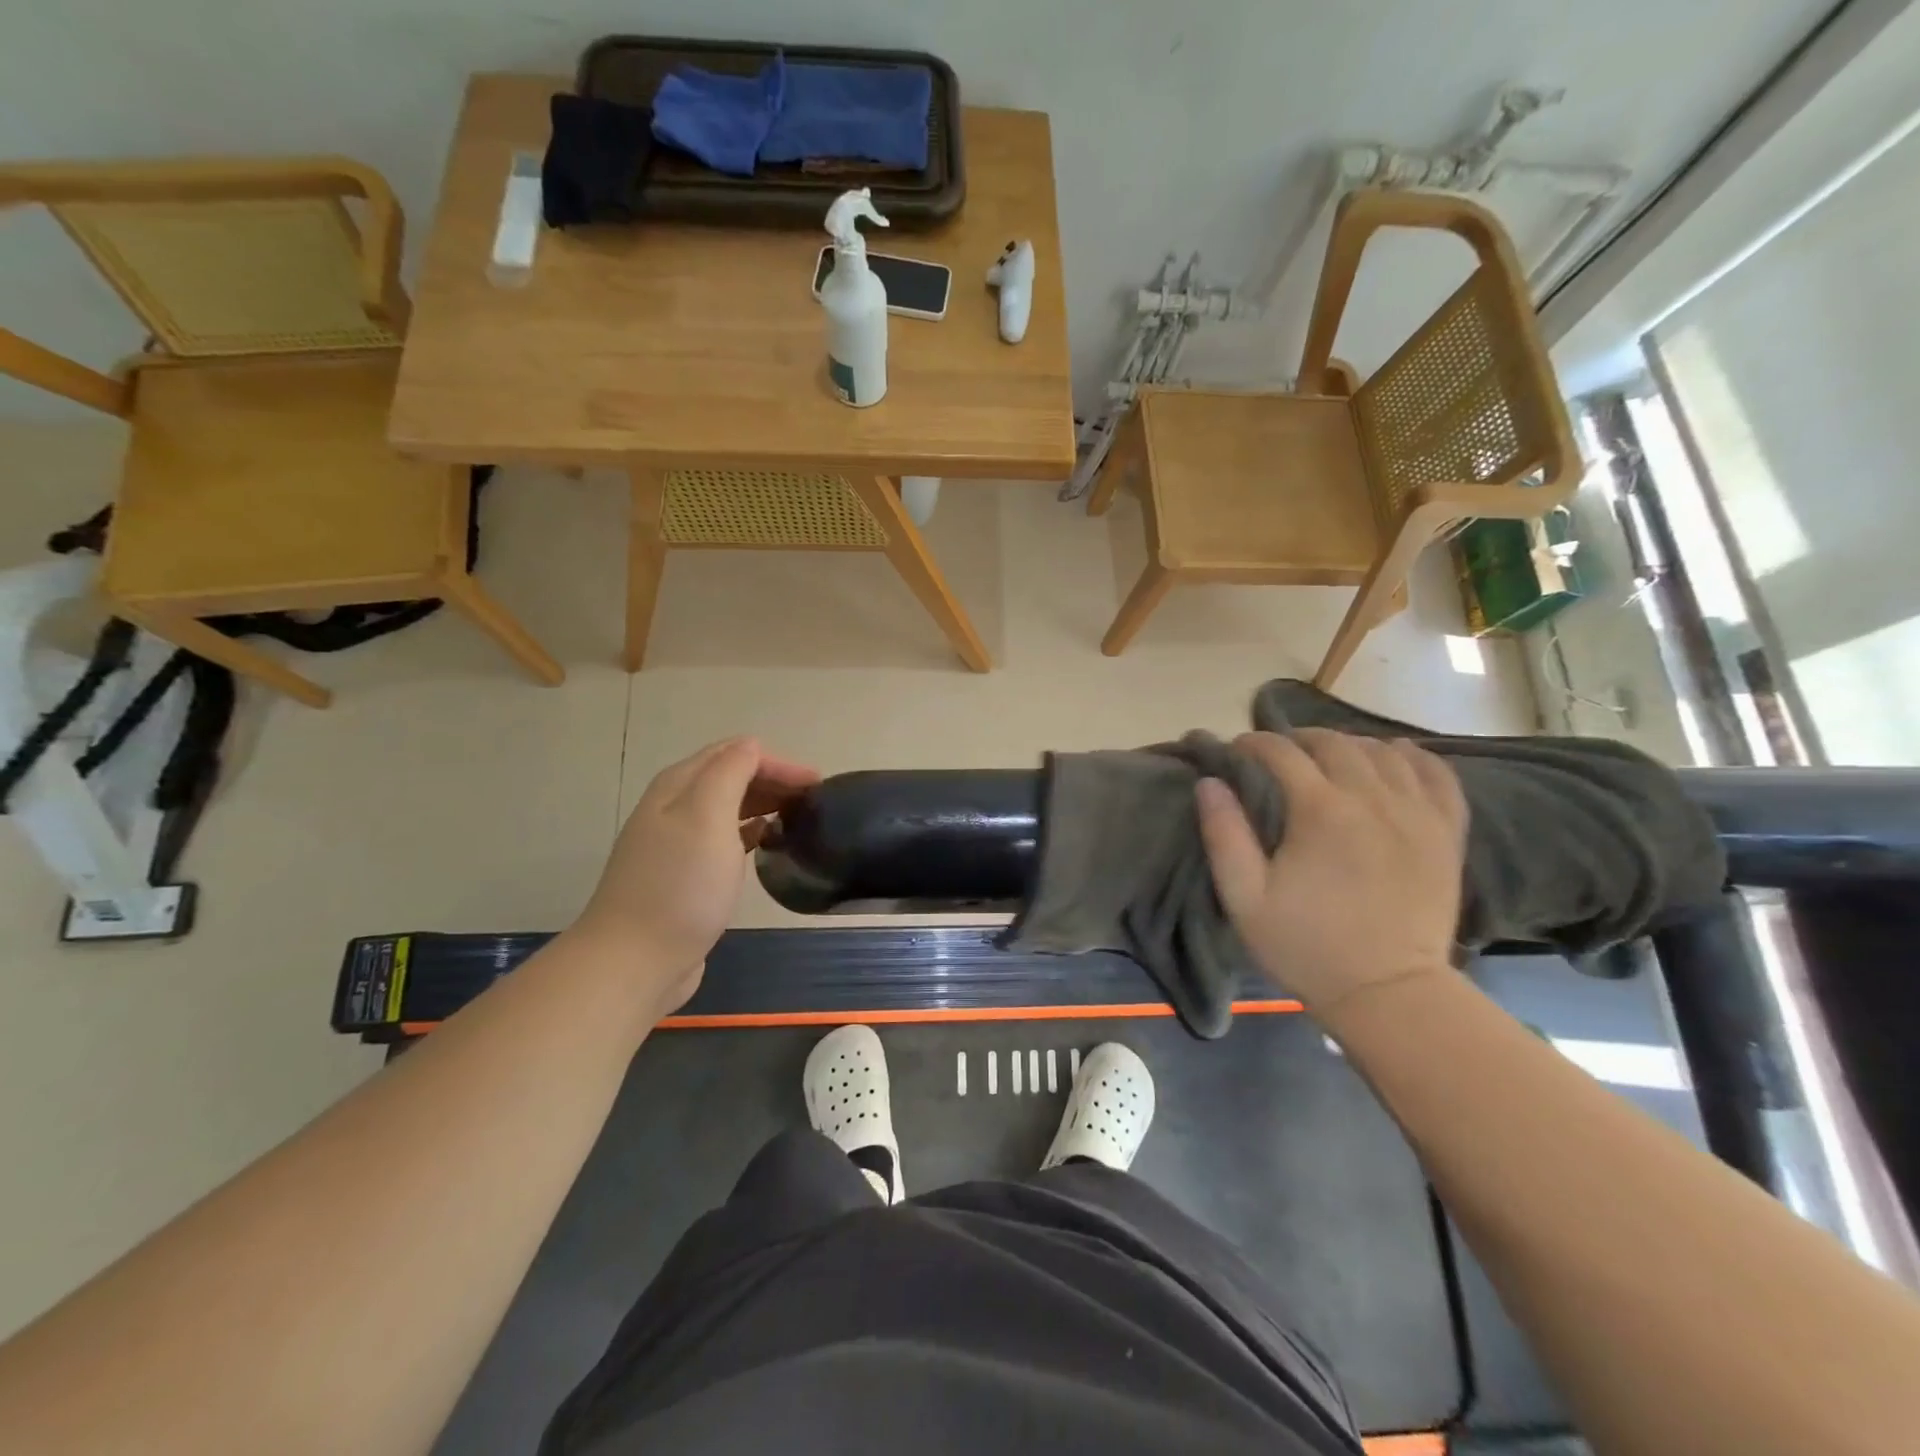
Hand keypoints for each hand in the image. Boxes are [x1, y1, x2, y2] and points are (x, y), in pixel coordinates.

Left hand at [573, 738, 819, 1013]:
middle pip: (730, 776)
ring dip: (763, 803)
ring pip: (728, 808)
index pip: (734, 753)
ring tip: (798, 817)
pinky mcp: (684, 876)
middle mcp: (674, 807)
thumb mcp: (708, 816)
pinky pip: (723, 839)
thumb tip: (752, 746)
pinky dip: (749, 831)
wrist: (636, 960)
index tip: (816, 785)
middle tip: (814, 800)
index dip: (777, 762)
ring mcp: (676, 843)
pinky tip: (766, 843)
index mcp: (679, 786)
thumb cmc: (681, 885)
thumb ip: (730, 772)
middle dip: (773, 780)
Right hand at [1196, 729, 1466, 1016]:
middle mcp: (1372, 799)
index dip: (1255, 743)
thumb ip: (1224, 834)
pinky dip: (1415, 758)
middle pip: (1336, 744)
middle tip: (1279, 753)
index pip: (1282, 752)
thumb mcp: (1244, 898)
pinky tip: (1397, 758)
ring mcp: (1417, 814)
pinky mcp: (1446, 833)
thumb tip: (1210, 782)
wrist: (1389, 993)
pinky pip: (1438, 776)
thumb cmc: (1306, 946)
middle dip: (1300, 739)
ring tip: (1331, 758)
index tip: (1237, 750)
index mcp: (1320, 811)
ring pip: (1385, 752)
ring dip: (1351, 745)